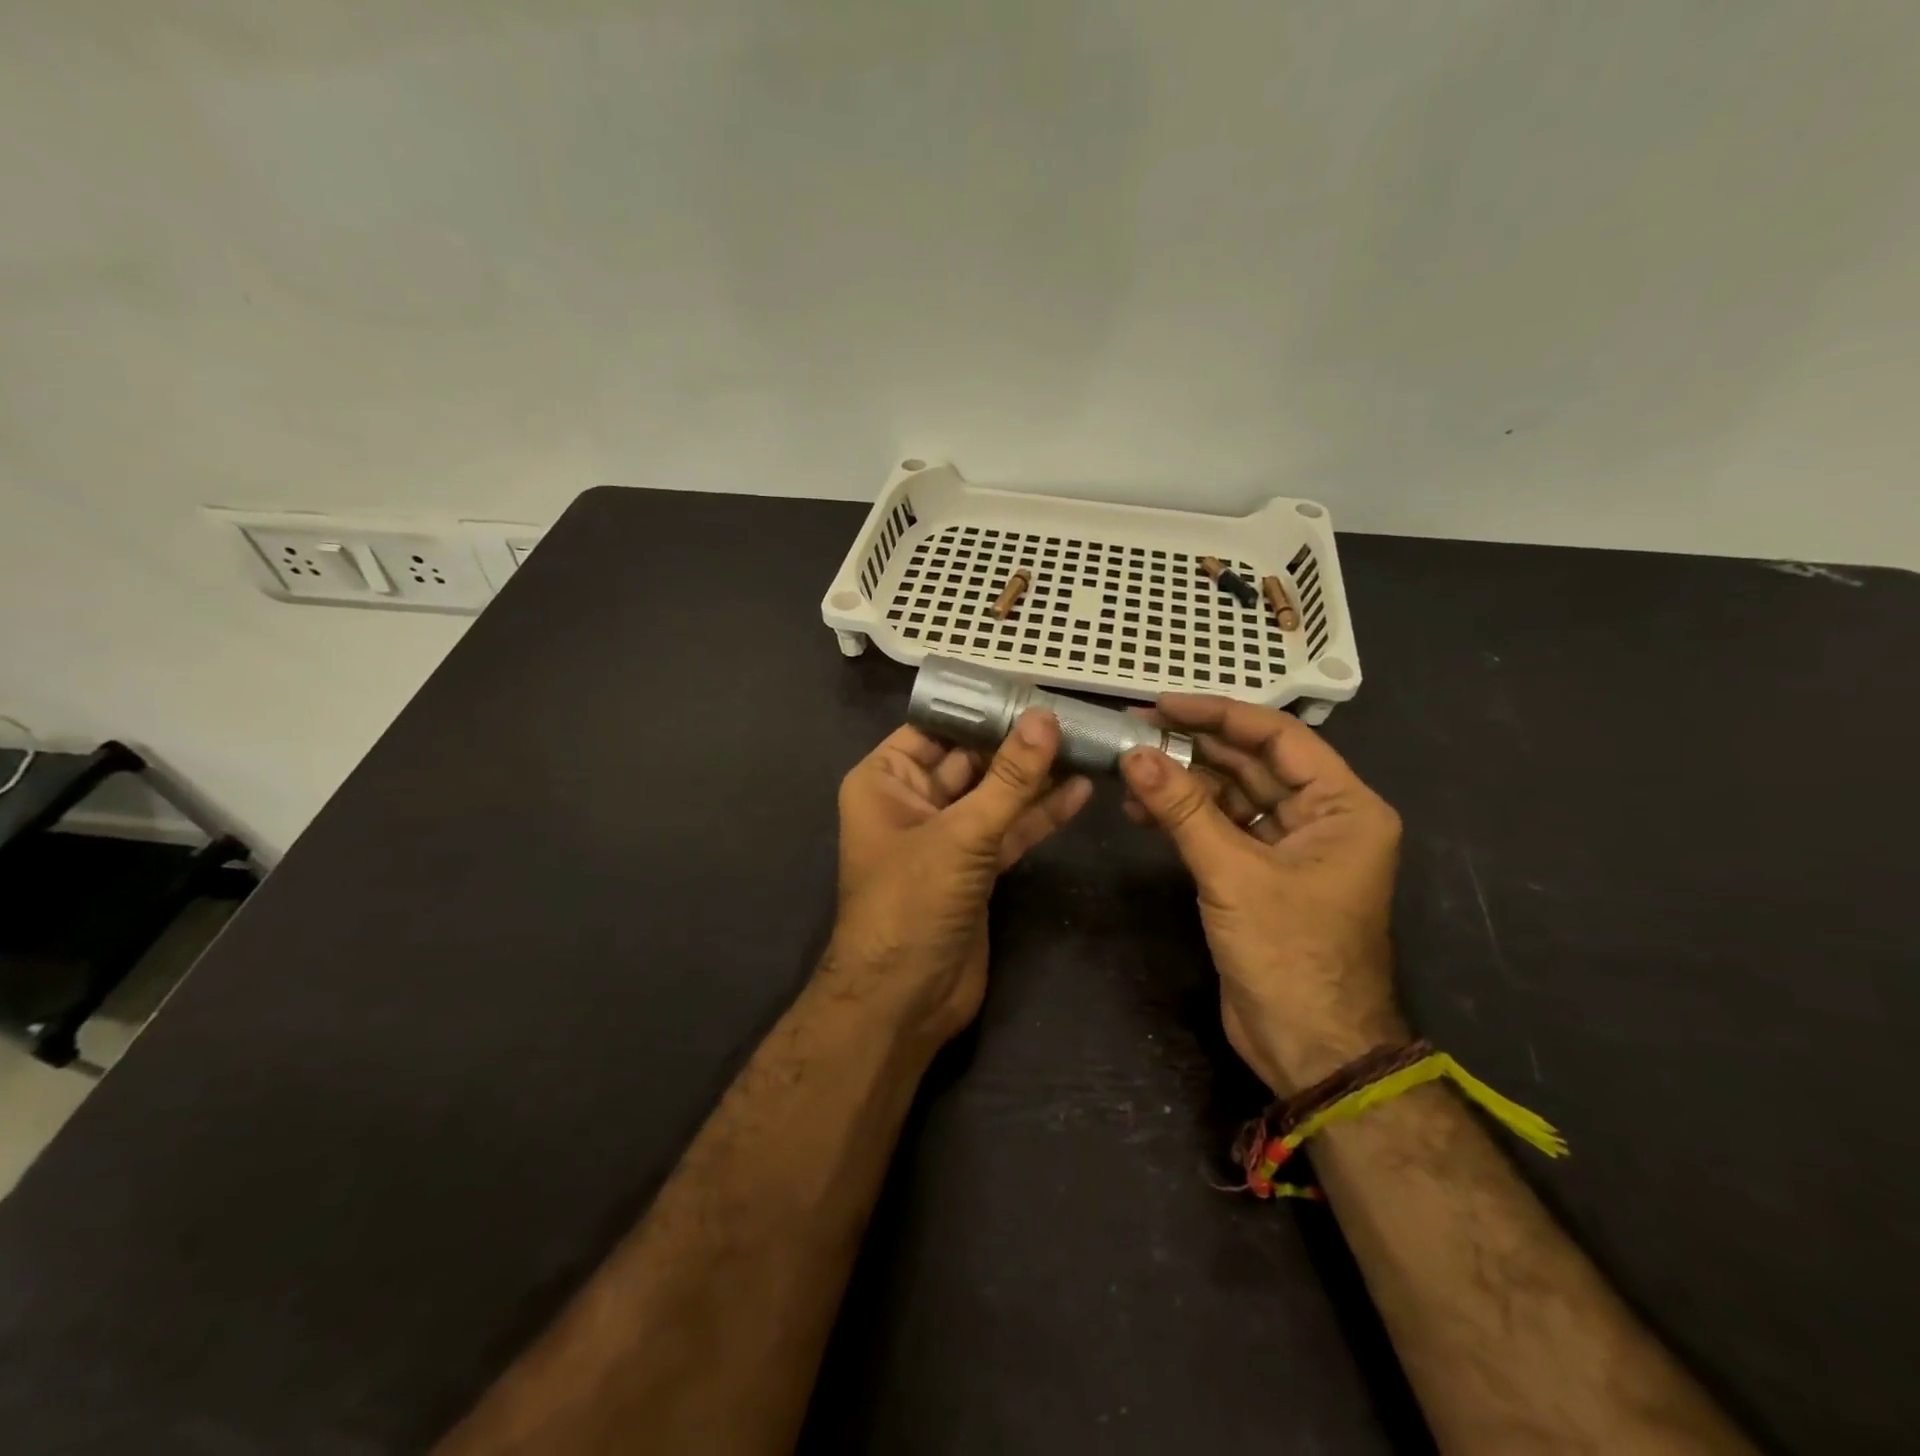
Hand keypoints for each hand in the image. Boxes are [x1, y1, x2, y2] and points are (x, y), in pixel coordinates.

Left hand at [830, 710, 1092, 1048]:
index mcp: (885, 780)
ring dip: (1035, 776)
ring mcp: (946, 836)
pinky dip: (1039, 814)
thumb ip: (1009, 779)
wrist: (903, 1001)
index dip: (980, 707)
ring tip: (1084, 746)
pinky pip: (1009, 830)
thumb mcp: (960, 834)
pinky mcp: (975, 868)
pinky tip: (1079, 791)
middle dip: (1016, 741)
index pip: (935, 727)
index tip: (1030, 687)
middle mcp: (912, 800)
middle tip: (1070, 715)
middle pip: (970, 758)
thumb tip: (1045, 718)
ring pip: (995, 795)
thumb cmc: (911, 903)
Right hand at [1118, 695, 1405, 1094]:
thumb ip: (1184, 810)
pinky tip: (1143, 809)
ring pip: (1231, 796)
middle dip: (1194, 748)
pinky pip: (1220, 828)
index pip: (1278, 737)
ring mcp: (1289, 846)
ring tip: (1130, 771)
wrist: (1307, 1047)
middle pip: (1252, 763)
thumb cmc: (1289, 954)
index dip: (1219, 715)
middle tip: (1135, 730)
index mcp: (1343, 807)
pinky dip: (1185, 818)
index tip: (1163, 704)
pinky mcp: (1260, 873)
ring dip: (1183, 784)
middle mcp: (1321, 817)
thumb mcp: (1233, 874)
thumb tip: (1135, 754)